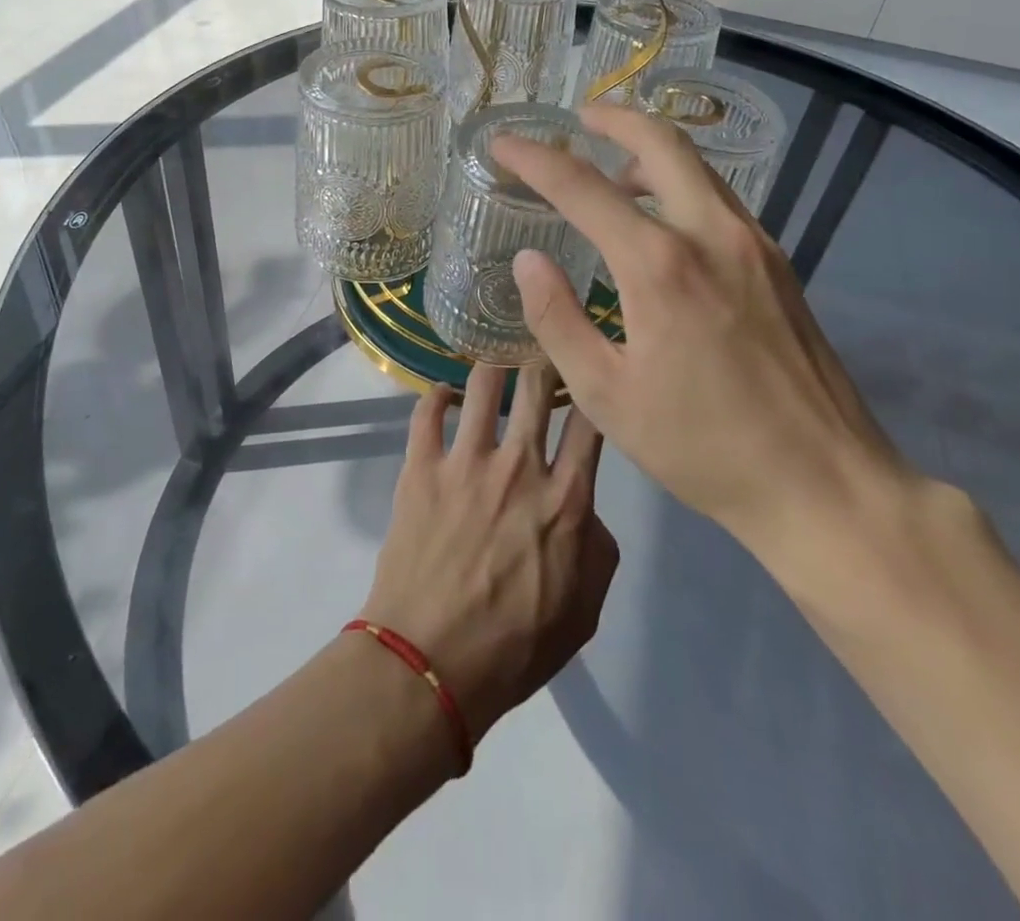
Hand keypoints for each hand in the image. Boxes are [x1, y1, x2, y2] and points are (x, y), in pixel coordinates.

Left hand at [360, 363, 618, 742]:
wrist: (429, 663)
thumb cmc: (514, 646)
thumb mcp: (585, 611)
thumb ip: (598, 549)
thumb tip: (587, 510)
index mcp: (566, 497)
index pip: (590, 420)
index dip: (593, 388)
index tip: (589, 374)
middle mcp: (520, 465)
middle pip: (538, 384)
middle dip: (544, 360)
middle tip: (541, 356)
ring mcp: (465, 461)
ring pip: (483, 383)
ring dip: (493, 369)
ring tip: (494, 369)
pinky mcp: (421, 467)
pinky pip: (427, 411)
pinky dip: (436, 396)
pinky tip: (443, 396)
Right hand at [492, 104, 917, 588]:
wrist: (824, 482)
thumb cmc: (702, 447)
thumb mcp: (606, 395)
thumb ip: (557, 319)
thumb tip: (529, 259)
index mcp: (660, 266)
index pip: (583, 187)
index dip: (535, 159)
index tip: (502, 142)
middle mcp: (711, 234)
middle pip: (661, 142)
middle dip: (613, 119)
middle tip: (577, 118)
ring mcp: (754, 244)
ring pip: (697, 166)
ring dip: (650, 151)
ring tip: (613, 172)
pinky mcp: (778, 263)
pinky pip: (719, 198)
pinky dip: (681, 184)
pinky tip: (661, 219)